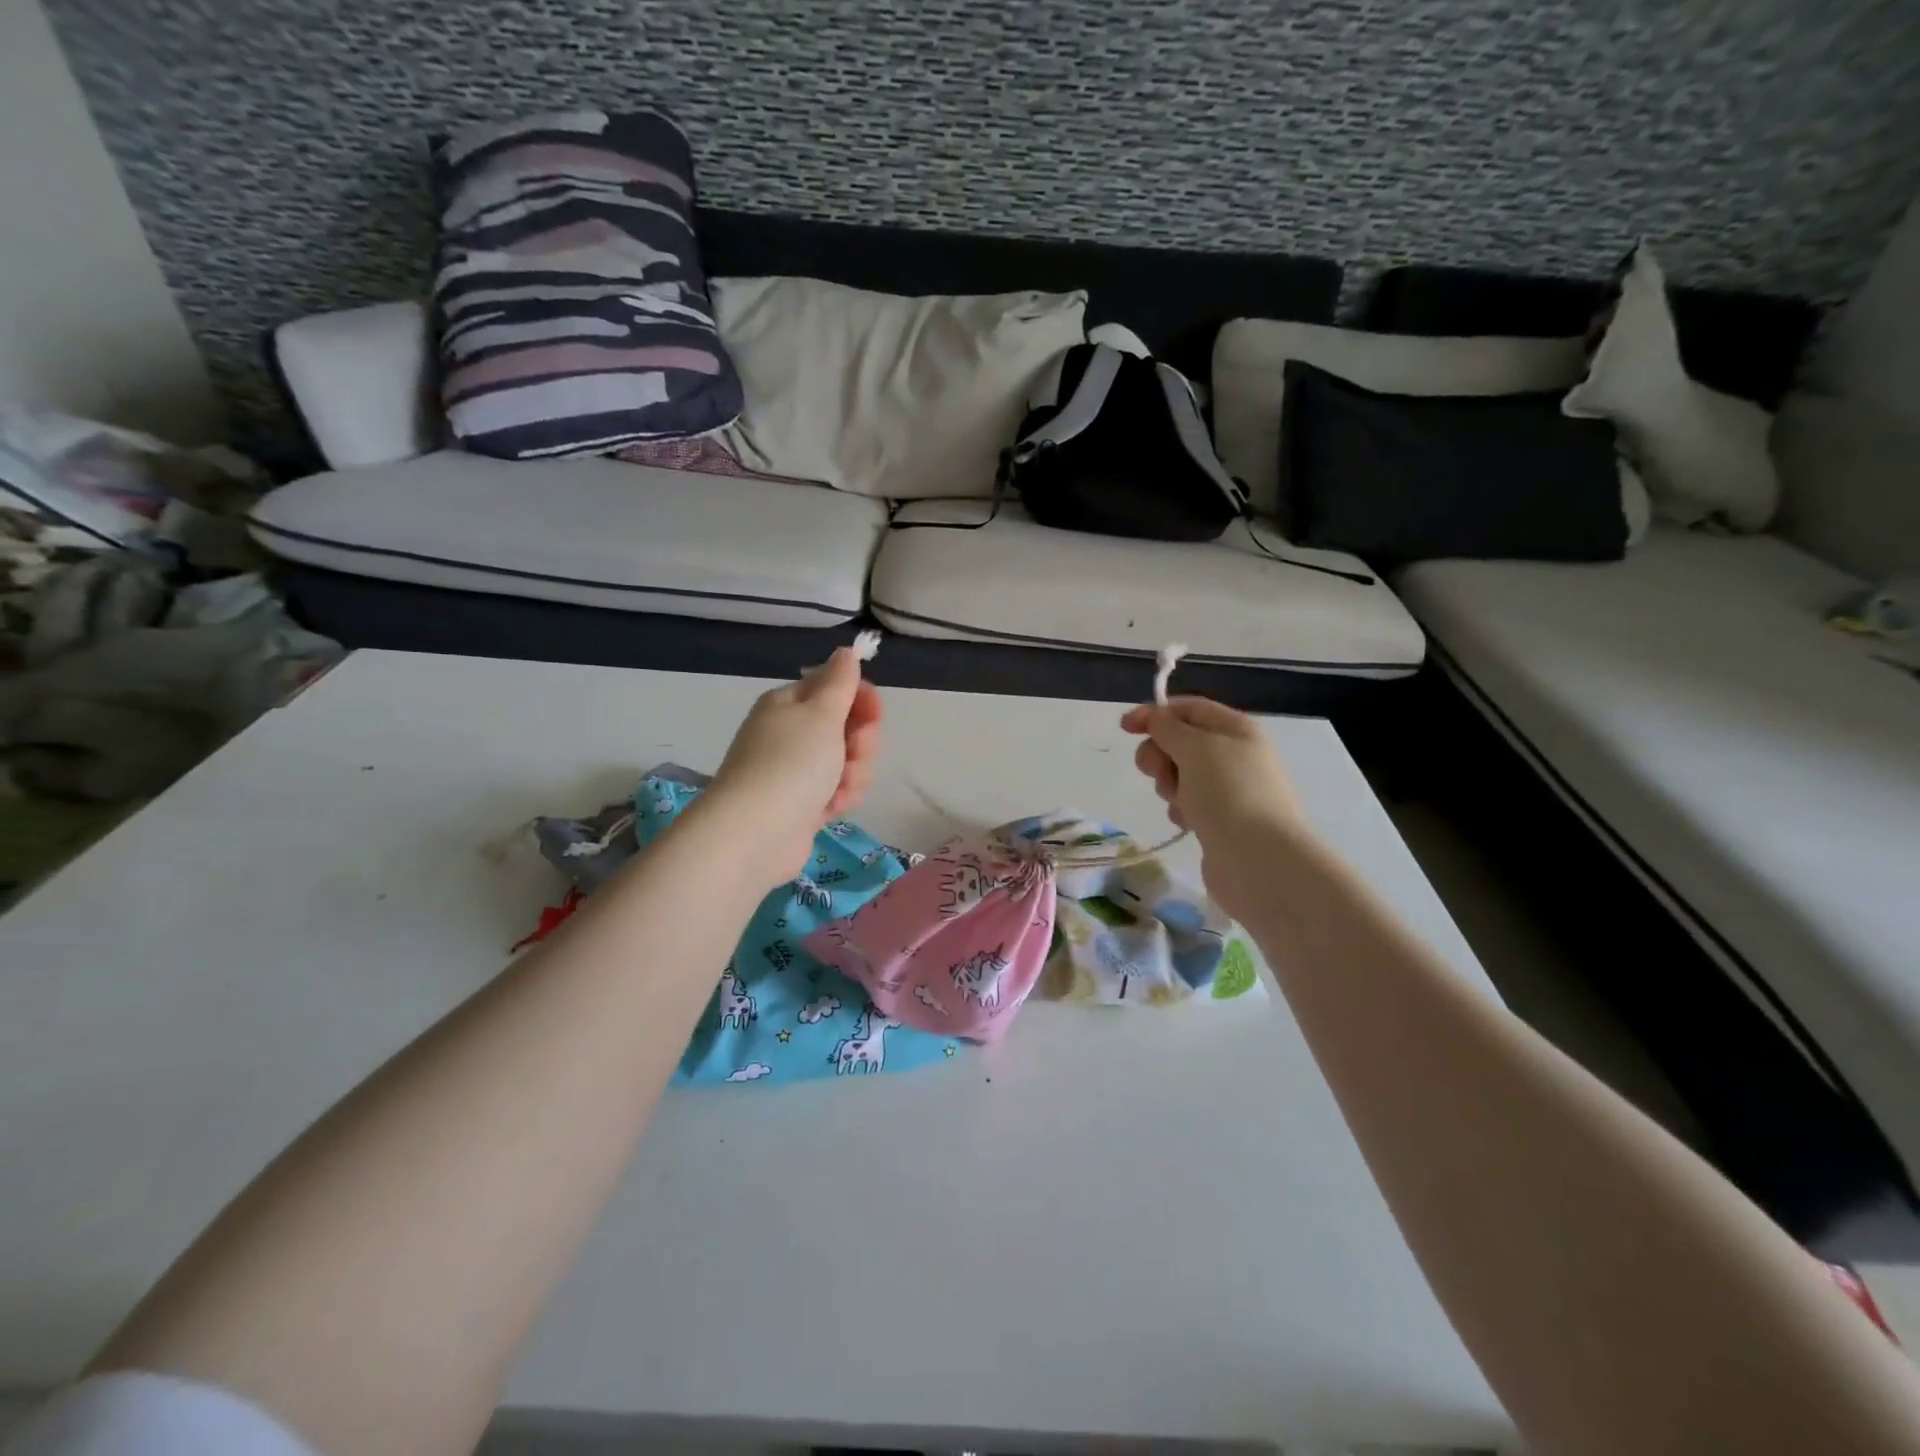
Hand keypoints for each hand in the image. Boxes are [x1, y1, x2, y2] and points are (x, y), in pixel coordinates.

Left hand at [704, 647, 883, 885]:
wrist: (756, 833)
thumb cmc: (791, 763)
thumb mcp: (821, 713)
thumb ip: (840, 682)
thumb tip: (845, 651)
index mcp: (790, 704)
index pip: (836, 688)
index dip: (861, 700)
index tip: (874, 716)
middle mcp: (791, 733)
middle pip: (846, 727)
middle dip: (861, 743)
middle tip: (854, 754)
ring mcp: (796, 770)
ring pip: (847, 762)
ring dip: (854, 774)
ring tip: (840, 790)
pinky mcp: (803, 803)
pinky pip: (837, 791)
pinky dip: (840, 798)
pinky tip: (832, 809)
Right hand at [1119, 695, 1308, 918]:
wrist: (1259, 859)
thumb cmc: (1228, 793)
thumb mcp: (1195, 748)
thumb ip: (1168, 728)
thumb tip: (1156, 717)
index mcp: (1236, 729)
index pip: (1189, 708)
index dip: (1155, 713)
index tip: (1125, 728)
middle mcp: (1235, 754)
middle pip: (1180, 742)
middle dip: (1160, 754)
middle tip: (1157, 772)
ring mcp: (1229, 789)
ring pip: (1180, 774)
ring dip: (1169, 784)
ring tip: (1179, 802)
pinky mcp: (1221, 819)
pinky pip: (1188, 803)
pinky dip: (1181, 809)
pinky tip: (1188, 823)